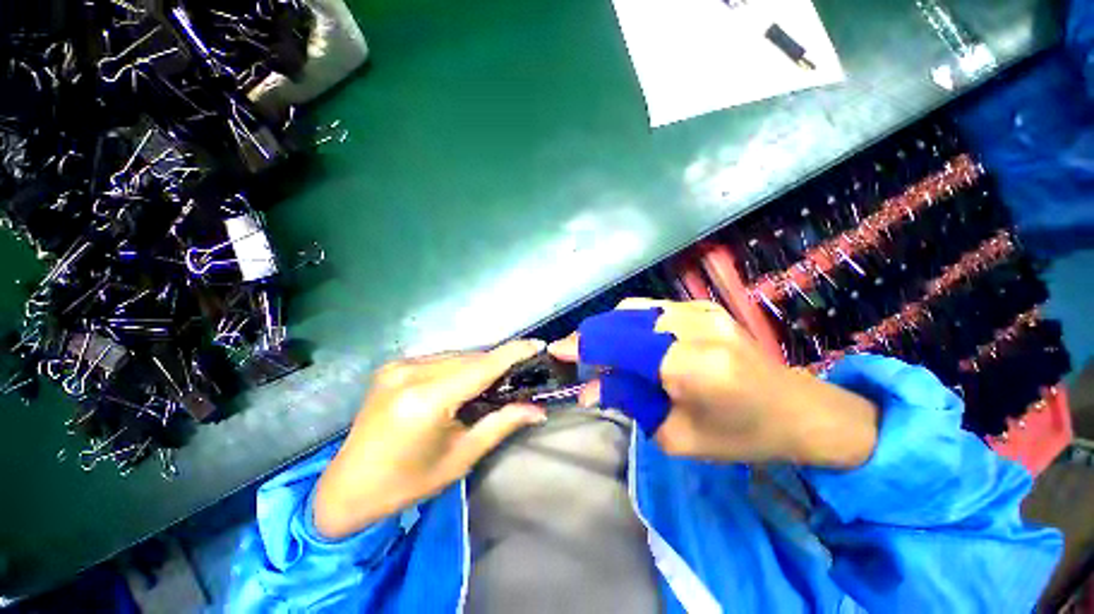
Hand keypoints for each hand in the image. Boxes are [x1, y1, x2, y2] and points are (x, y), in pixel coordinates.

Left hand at [313, 340, 547, 539]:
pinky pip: (438, 360)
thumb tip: (538, 410)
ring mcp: (397, 366)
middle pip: (470, 359)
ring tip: (496, 378)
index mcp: (426, 400)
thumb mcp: (461, 458)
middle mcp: (410, 374)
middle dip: (497, 363)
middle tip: (520, 371)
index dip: (513, 352)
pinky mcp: (392, 367)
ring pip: (455, 356)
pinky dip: (458, 366)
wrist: (346, 490)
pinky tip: (465, 381)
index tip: (538, 344)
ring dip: (478, 364)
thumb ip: (501, 425)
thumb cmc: (407, 483)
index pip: (482, 367)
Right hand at [550, 299, 877, 467]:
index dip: (582, 347)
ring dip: (610, 329)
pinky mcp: (705, 307)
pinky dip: (630, 323)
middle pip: (620, 320)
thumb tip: (589, 388)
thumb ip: (629, 402)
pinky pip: (652, 309)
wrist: (798, 409)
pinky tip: (631, 343)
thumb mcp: (677, 436)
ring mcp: (701, 311)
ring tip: (604, 353)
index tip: (555, 349)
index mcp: (690, 365)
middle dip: (592, 337)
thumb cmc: (740, 435)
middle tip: (580, 358)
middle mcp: (693, 327)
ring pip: (633, 309)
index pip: (618, 345)